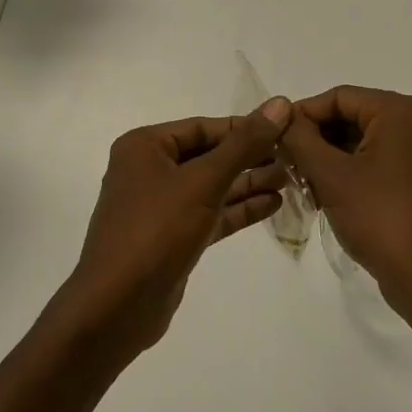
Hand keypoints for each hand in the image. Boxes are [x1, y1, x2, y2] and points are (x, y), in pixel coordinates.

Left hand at [52, 98, 292, 362]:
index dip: (245, 127)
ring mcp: (160, 206)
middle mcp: (149, 170)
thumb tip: (280, 103)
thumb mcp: (203, 182)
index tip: (286, 129)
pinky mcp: (173, 237)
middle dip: (250, 157)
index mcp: (144, 146)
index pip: (204, 127)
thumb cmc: (156, 231)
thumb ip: (243, 144)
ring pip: (212, 186)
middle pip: (209, 155)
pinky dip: (239, 209)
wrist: (116, 308)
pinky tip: (273, 204)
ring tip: (292, 179)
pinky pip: (211, 213)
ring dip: (249, 182)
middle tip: (294, 157)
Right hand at [281, 86, 411, 319]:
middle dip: (315, 139)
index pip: (339, 97)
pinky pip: (374, 162)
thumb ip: (300, 138)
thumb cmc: (380, 218)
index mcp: (399, 112)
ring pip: (360, 142)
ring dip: (327, 158)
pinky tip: (322, 196)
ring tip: (300, 182)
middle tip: (283, 162)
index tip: (273, 136)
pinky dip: (347, 173)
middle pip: (350, 117)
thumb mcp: (331, 175)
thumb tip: (281, 115)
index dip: (302, 114)